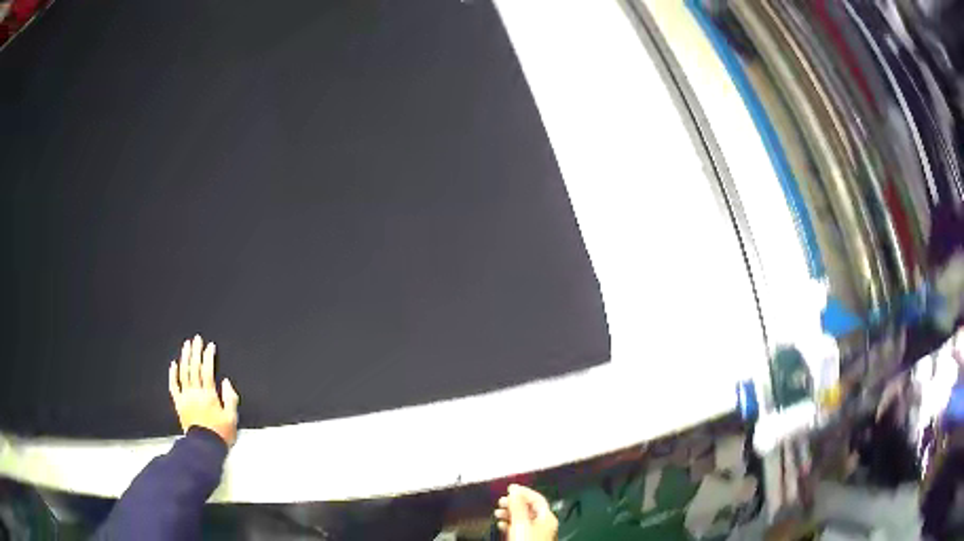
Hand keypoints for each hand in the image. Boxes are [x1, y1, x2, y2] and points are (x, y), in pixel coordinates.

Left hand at [168, 335, 239, 445]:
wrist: (204, 448)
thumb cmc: (220, 433)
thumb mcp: (232, 418)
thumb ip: (230, 399)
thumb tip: (225, 382)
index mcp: (209, 395)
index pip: (207, 370)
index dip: (208, 357)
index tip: (210, 345)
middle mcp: (195, 392)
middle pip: (194, 368)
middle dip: (196, 352)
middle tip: (196, 339)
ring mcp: (185, 397)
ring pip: (183, 373)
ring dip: (185, 358)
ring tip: (186, 345)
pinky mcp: (179, 403)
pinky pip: (174, 386)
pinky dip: (172, 374)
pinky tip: (173, 364)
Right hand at [493, 484, 557, 540]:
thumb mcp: (521, 521)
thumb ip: (518, 505)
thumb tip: (515, 490)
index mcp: (547, 517)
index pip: (537, 498)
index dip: (524, 491)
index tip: (512, 487)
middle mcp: (544, 523)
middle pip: (529, 508)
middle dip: (514, 503)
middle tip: (502, 500)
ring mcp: (537, 532)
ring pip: (523, 518)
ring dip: (510, 514)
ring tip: (498, 512)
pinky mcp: (528, 538)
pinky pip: (519, 528)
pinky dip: (509, 524)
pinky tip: (502, 524)